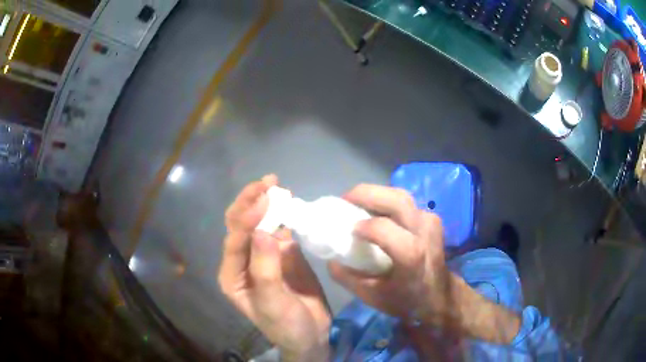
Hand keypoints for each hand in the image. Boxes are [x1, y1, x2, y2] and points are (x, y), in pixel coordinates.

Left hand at [218, 175, 330, 359]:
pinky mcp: (284, 255)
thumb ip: (265, 269)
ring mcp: (264, 256)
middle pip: (240, 224)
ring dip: (267, 204)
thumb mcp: (273, 304)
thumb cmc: (287, 325)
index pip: (234, 239)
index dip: (248, 217)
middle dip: (251, 201)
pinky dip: (285, 216)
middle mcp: (244, 261)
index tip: (266, 199)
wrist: (312, 336)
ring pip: (260, 224)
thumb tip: (261, 231)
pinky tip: (292, 205)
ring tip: (279, 187)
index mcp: (233, 274)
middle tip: (268, 182)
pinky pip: (281, 230)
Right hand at [328, 184, 519, 343]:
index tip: (346, 229)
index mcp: (411, 254)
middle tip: (345, 199)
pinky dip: (388, 201)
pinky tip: (376, 211)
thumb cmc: (407, 299)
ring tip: (357, 202)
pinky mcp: (431, 219)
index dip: (362, 225)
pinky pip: (406, 203)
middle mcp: (424, 232)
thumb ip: (348, 278)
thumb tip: (330, 259)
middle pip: (396, 200)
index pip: (383, 228)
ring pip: (401, 196)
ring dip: (377, 195)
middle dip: (366, 193)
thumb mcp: (372, 297)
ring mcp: (430, 222)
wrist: (440, 296)